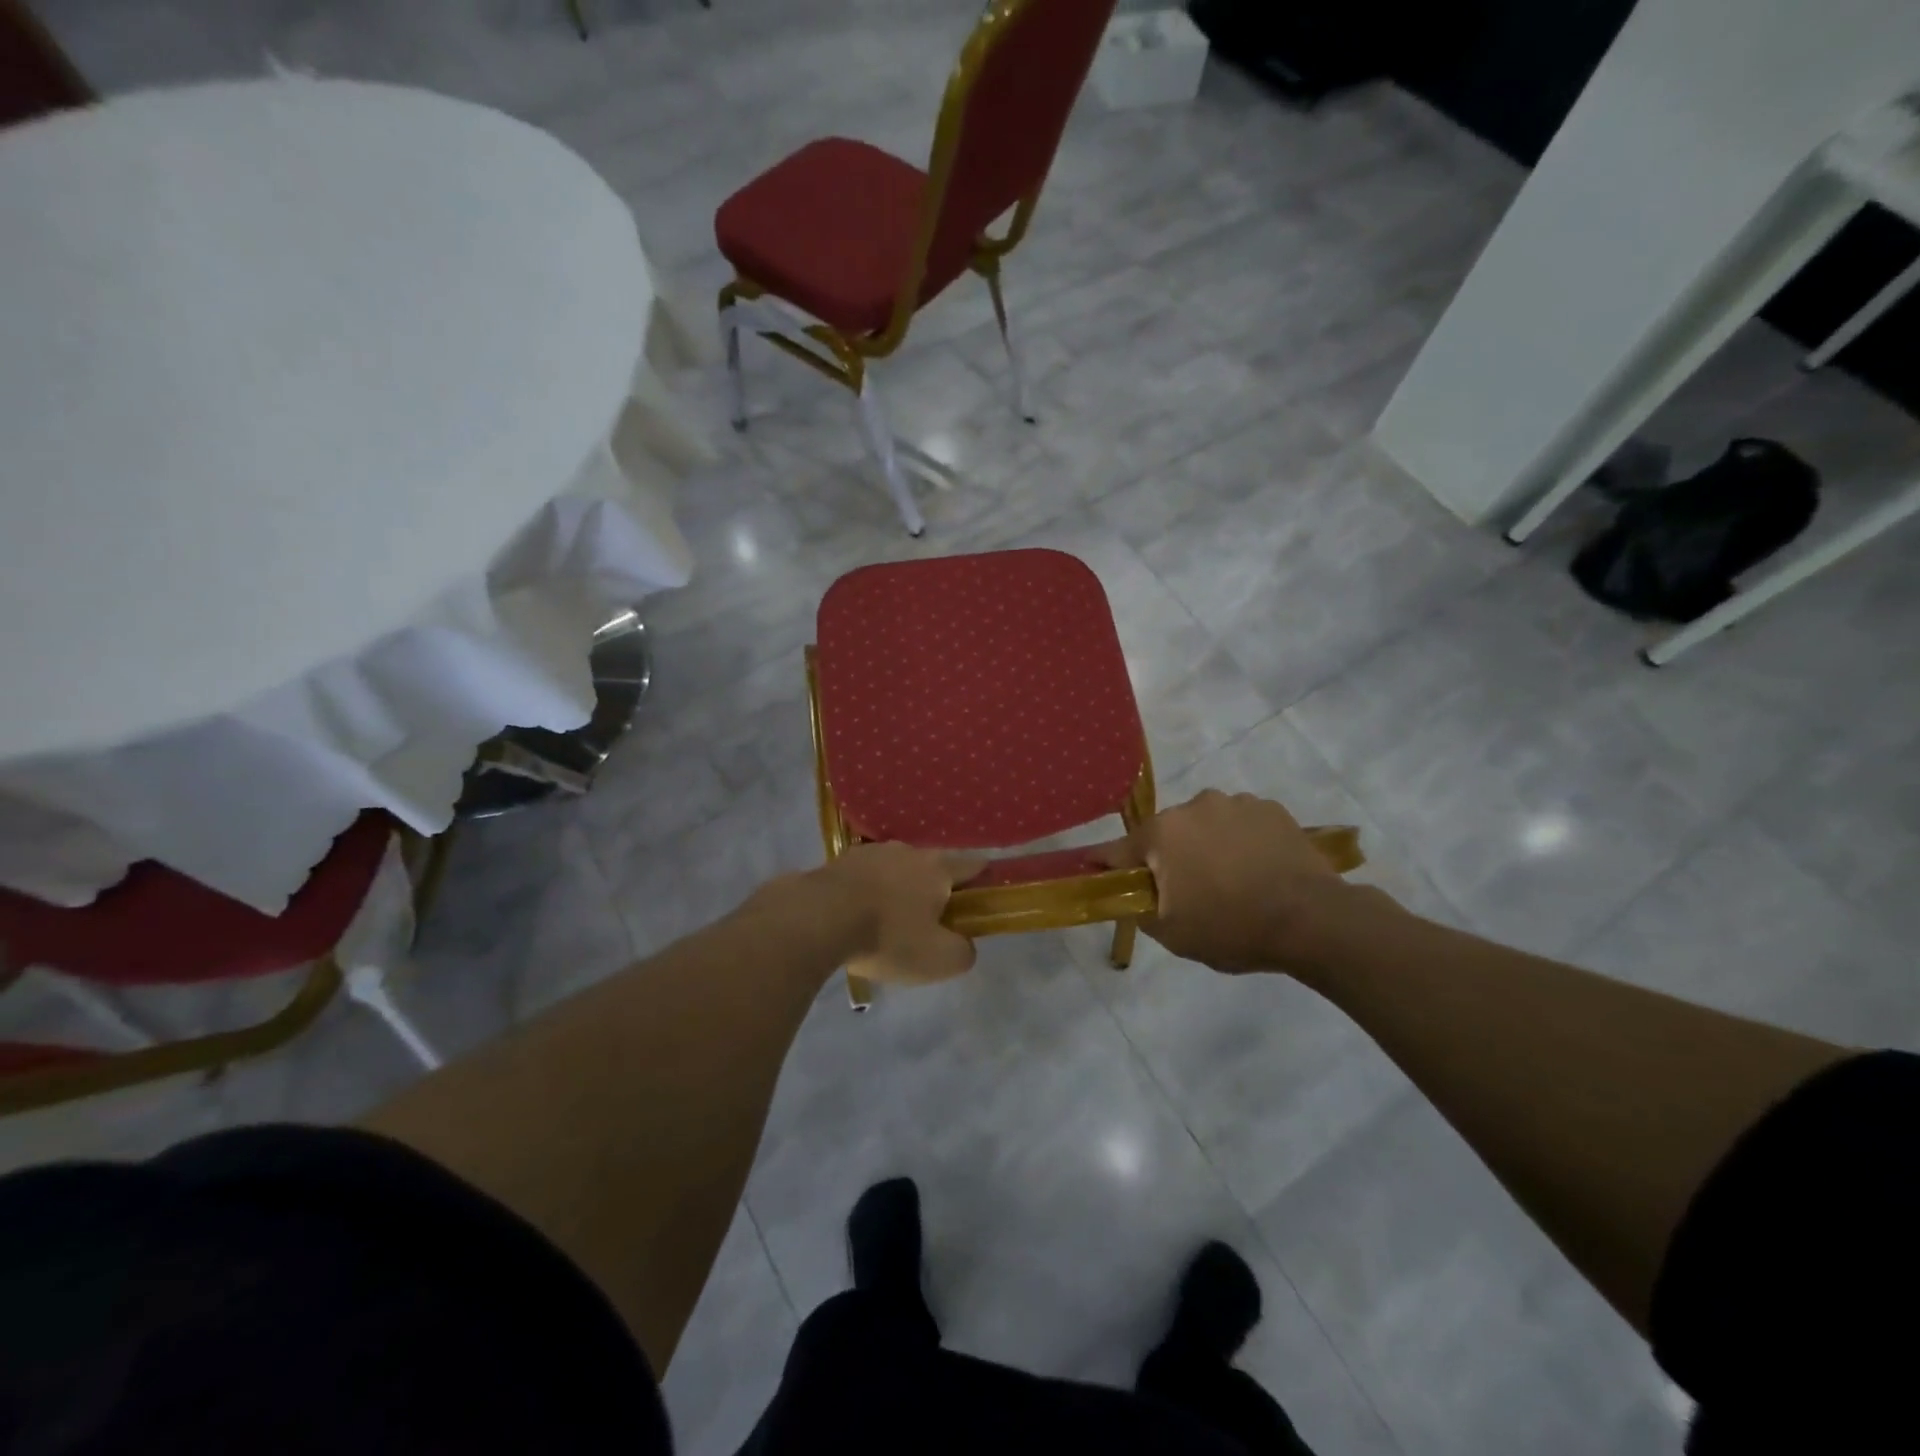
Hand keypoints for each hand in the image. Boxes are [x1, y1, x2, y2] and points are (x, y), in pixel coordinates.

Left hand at [813, 843, 985, 986]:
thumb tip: (964, 944)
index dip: (982, 882)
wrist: (817, 918)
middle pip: (932, 867)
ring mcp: (871, 852)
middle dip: (934, 891)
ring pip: (896, 870)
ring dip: (897, 890)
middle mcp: (908, 850)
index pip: (974, 864)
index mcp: (938, 867)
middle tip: (928, 924)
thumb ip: (963, 951)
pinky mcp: (839, 861)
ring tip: (886, 923)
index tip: (980, 901)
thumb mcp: (939, 959)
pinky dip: (867, 892)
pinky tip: (856, 917)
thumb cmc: (888, 936)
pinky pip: (864, 877)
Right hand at [1096, 790, 1353, 972]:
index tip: (1094, 870)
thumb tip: (1127, 893)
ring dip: (1206, 846)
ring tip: (1231, 880)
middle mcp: (1193, 806)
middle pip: (1165, 834)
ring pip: (1205, 826)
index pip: (1117, 849)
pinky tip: (1258, 869)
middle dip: (1168, 857)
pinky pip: (1240, 824)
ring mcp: (1236, 803)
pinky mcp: (1271, 809)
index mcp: (1162, 833)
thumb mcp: (1171, 933)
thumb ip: (1137, 907)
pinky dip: (1240, 841)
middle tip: (1186, 891)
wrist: (1313, 920)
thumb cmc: (1232, 927)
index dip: (1104, 863)